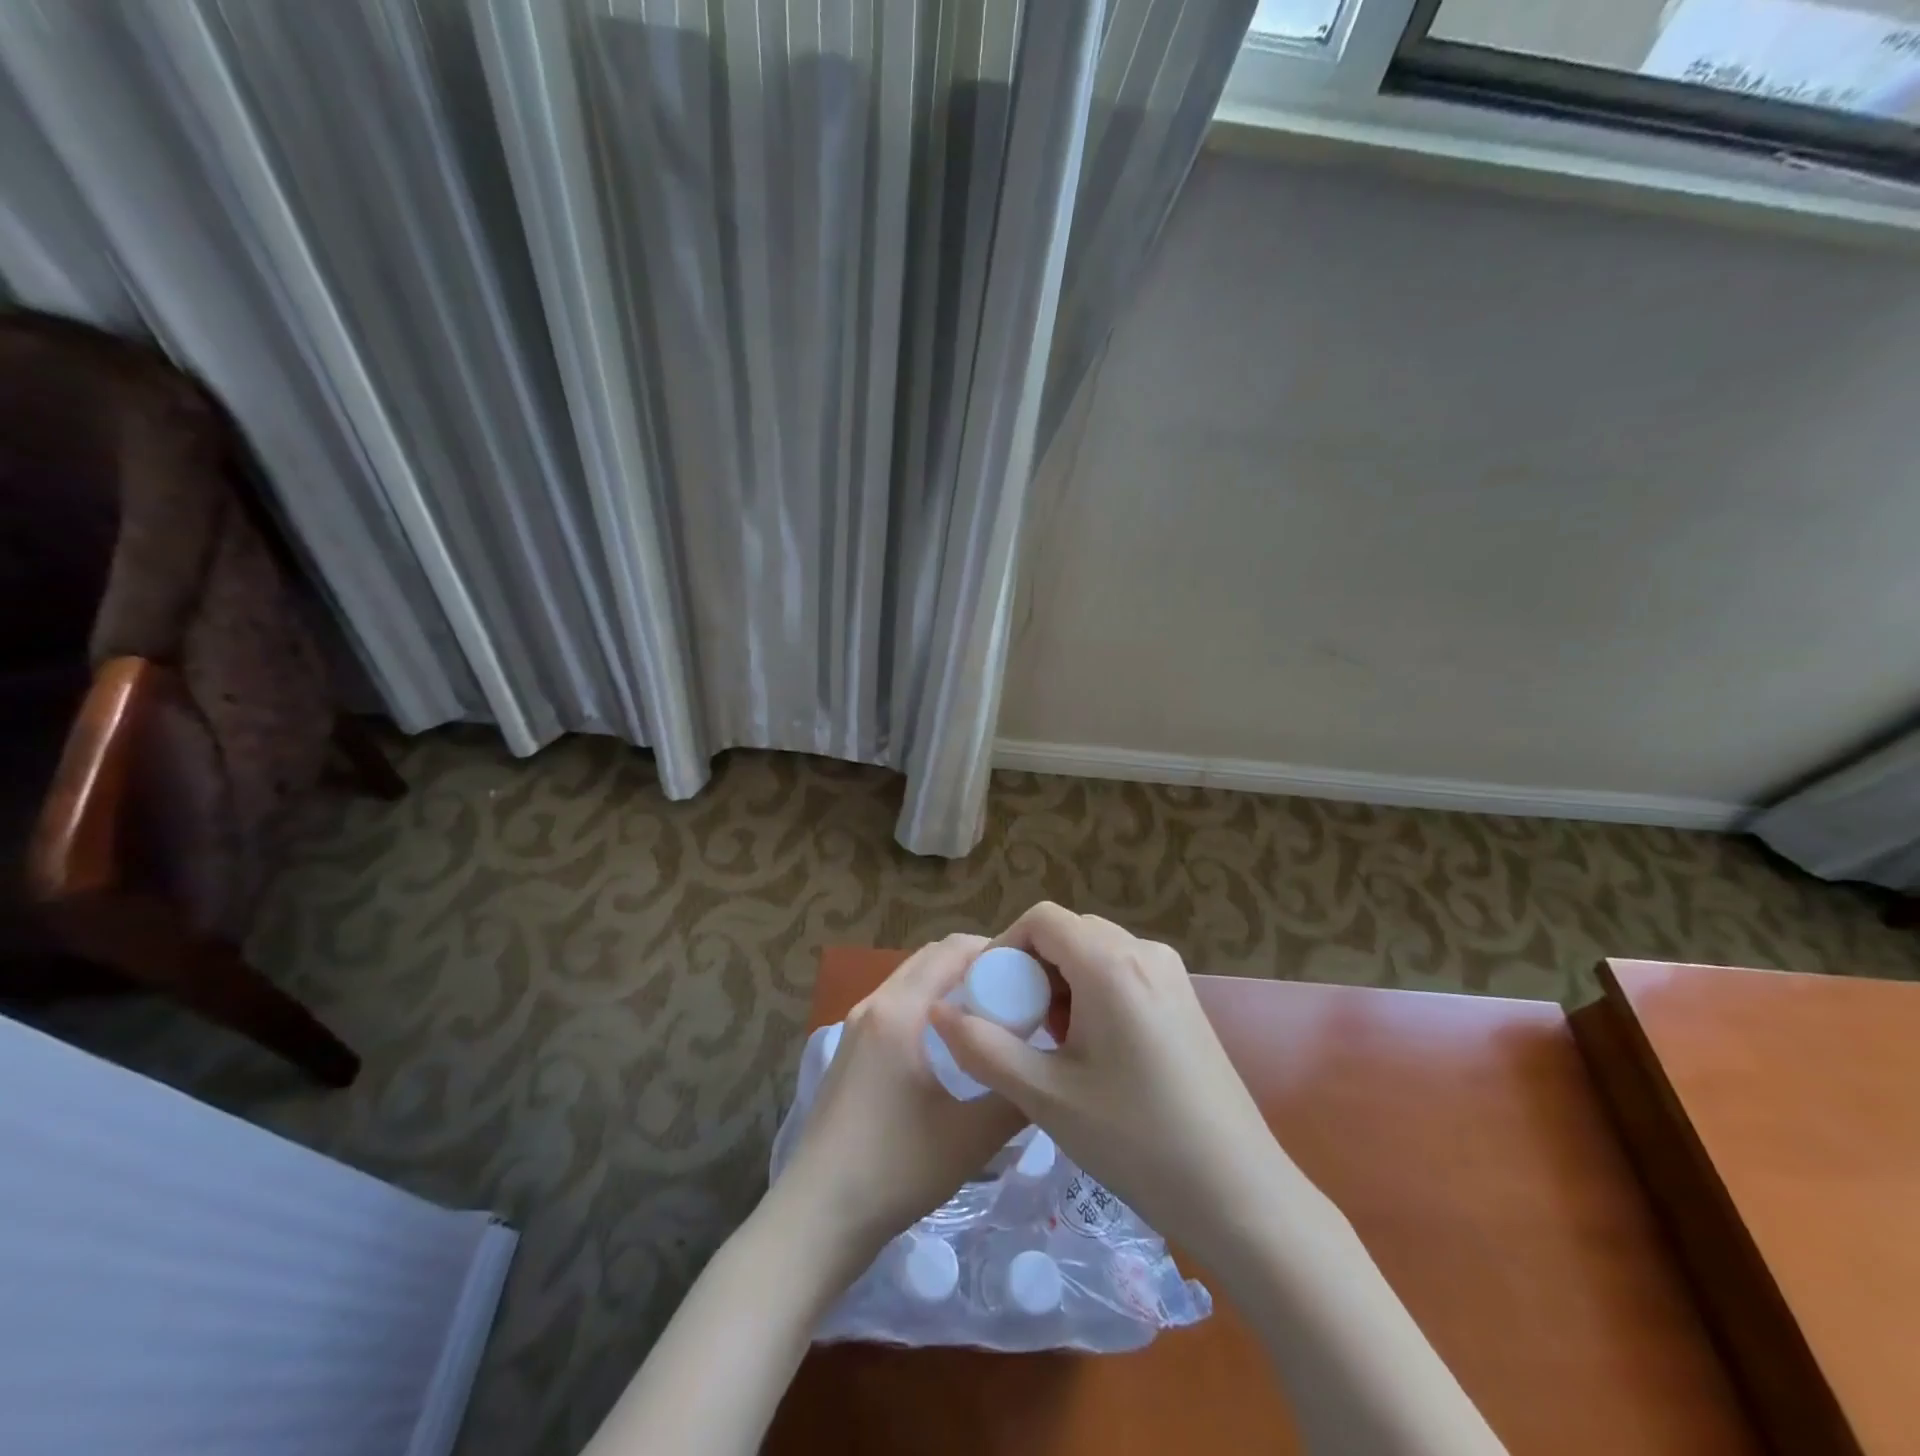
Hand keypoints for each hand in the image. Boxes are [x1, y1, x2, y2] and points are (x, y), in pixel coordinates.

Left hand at [775, 934, 1026, 1264]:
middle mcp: (874, 1004)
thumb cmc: (895, 1169)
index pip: (953, 950)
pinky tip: (951, 1046)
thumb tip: (1047, 1067)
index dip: (996, 951)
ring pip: (912, 982)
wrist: (817, 1216)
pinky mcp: (850, 1049)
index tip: (1033, 974)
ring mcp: (856, 1026)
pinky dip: (928, 1005)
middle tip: (1018, 994)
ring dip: (950, 985)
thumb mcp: (972, 1137)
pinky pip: (897, 1005)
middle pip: (931, 959)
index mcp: (899, 1010)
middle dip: (976, 965)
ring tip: (991, 1018)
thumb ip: (1016, 1096)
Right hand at [929, 904, 1293, 1262]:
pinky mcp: (1184, 999)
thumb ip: (985, 1049)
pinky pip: (1123, 972)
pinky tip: (1090, 1048)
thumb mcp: (1047, 1097)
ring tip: (1049, 1041)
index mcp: (1111, 964)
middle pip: (1069, 932)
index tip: (988, 995)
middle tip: (1014, 1021)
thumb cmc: (1136, 1141)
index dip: (1004, 946)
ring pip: (1096, 951)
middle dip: (1032, 966)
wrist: (1239, 1193)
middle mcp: (1144, 953)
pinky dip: (1093, 991)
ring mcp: (1171, 974)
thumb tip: (940, 1012)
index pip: (1042, 918)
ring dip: (1062, 981)